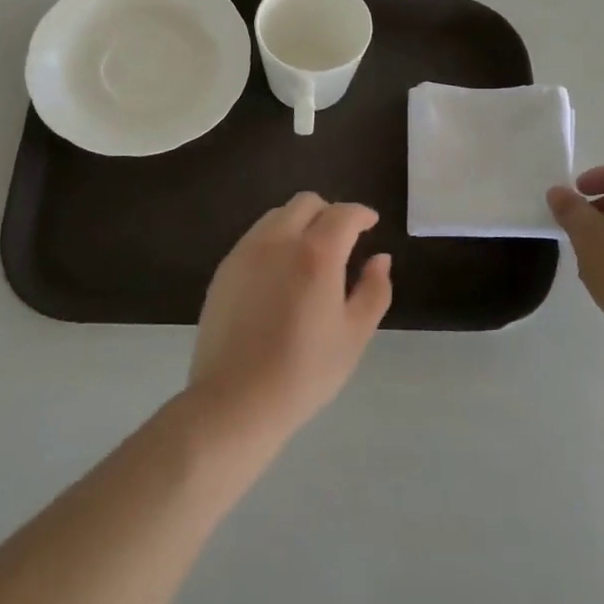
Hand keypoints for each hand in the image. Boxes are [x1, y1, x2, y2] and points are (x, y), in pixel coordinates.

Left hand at [186, 193, 392, 442]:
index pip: (343, 214)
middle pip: (306, 203)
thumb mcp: (354, 335)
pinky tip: (280, 275)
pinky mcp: (224, 269)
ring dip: (299, 224)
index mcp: (316, 253)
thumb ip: (374, 290)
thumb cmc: (304, 371)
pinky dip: (275, 241)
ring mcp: (245, 252)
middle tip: (342, 240)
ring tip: (310, 257)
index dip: (361, 214)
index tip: (371, 224)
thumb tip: (380, 258)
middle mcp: (278, 240)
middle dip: (329, 213)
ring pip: (276, 216)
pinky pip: (255, 238)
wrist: (235, 400)